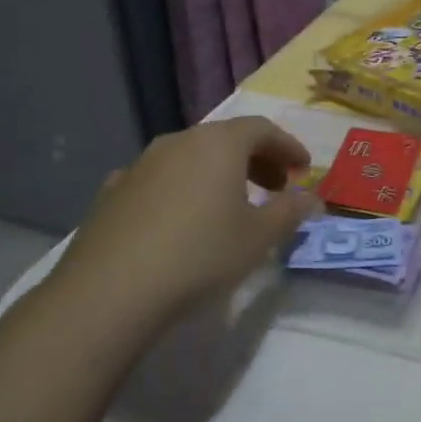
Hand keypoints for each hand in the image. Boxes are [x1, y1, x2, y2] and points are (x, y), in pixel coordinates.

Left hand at [53, 117, 316, 314]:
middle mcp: (179, 141)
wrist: (108, 292)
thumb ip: (290, 212)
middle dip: (255, 160)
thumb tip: (312, 198)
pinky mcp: (112, 192)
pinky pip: (158, 180)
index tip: (303, 169)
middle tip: (274, 188)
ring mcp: (140, 164)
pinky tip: (179, 220)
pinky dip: (180, 190)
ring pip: (190, 157)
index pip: (262, 129)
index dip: (287, 146)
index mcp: (219, 143)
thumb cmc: (199, 255)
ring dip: (217, 174)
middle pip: (225, 139)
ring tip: (229, 206)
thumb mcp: (258, 238)